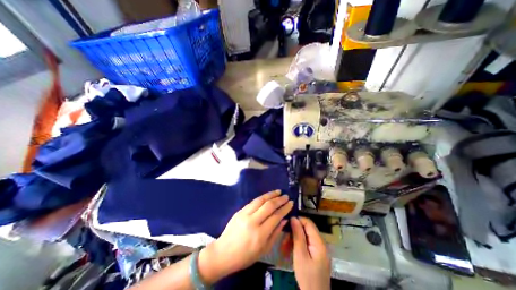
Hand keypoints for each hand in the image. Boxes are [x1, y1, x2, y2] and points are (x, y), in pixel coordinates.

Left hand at [198, 191, 291, 283]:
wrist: (224, 252)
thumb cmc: (245, 256)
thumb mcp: (264, 250)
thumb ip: (275, 234)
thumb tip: (284, 220)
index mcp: (260, 234)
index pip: (276, 216)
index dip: (285, 208)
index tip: (291, 203)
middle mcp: (253, 221)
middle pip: (269, 206)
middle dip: (279, 199)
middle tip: (286, 196)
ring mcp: (245, 214)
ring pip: (260, 200)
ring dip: (270, 194)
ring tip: (278, 191)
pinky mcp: (240, 211)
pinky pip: (253, 202)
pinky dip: (262, 198)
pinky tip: (267, 196)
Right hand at [290, 217, 329, 288]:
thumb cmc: (307, 277)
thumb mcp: (300, 255)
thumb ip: (298, 235)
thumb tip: (294, 218)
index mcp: (319, 242)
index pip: (308, 222)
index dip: (297, 220)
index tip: (287, 225)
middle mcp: (320, 242)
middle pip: (306, 229)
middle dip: (294, 232)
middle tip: (284, 240)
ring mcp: (319, 249)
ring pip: (304, 236)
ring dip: (294, 239)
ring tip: (284, 247)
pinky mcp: (316, 254)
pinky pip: (305, 244)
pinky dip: (297, 245)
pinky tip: (289, 251)